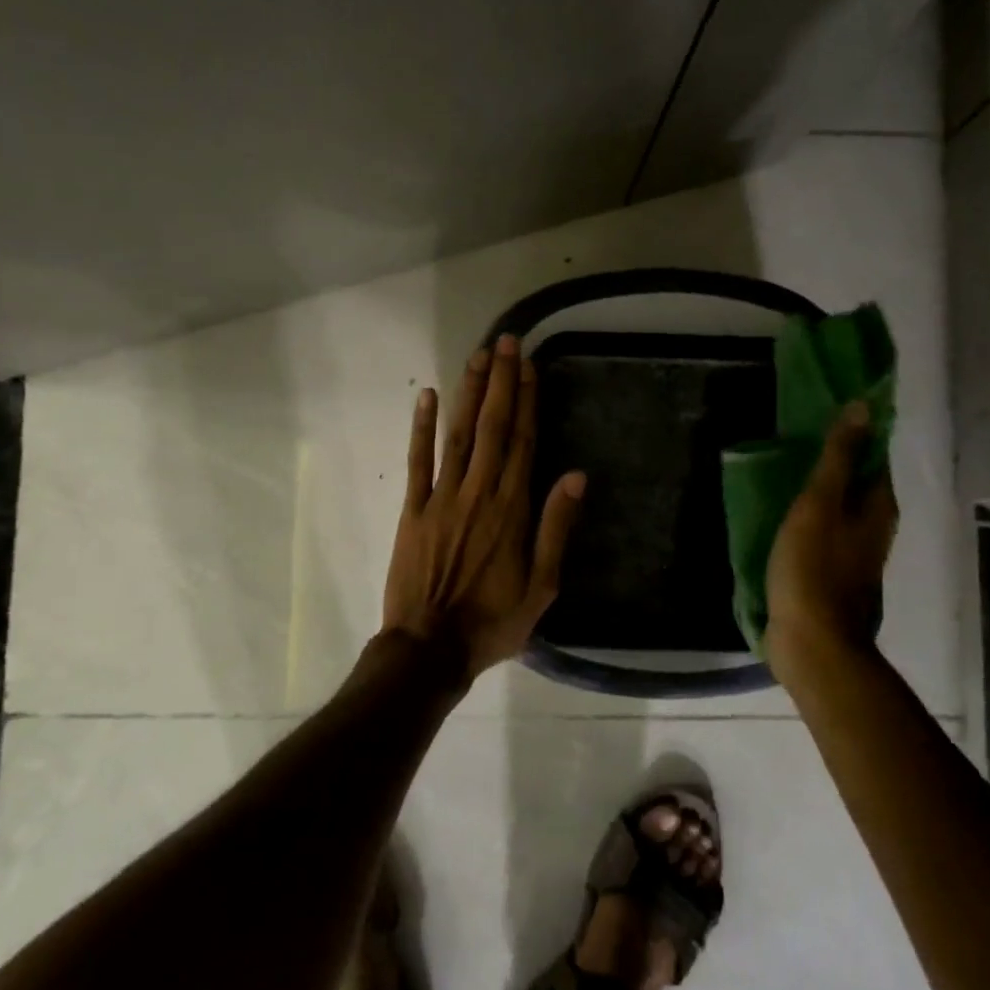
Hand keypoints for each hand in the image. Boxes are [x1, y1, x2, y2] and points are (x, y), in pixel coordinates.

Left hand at [382, 335, 585, 680]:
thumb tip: (576, 475)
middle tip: (504, 342)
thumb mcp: (542, 586)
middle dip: (500, 381)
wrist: (430, 648)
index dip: (528, 400)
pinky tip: (425, 395)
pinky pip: (417, 461)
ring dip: (468, 393)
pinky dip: (421, 427)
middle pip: (492, 427)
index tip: (529, 365)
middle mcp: (479, 492)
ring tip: (477, 356)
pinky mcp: (413, 509)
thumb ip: (556, 527)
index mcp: (512, 508)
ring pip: (458, 434)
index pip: (523, 441)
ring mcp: (441, 497)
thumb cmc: (493, 621)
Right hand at [764, 402, 897, 681]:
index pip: (873, 455)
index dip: (853, 432)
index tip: (822, 411)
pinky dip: (808, 516)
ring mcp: (854, 553)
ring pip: (839, 507)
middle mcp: (874, 527)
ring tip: (783, 469)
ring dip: (818, 489)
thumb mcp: (819, 505)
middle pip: (857, 482)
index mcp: (877, 506)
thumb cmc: (814, 569)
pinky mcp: (832, 573)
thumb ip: (838, 458)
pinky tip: (782, 513)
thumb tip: (862, 408)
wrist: (812, 642)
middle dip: (834, 459)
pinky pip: (823, 531)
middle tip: (795, 437)